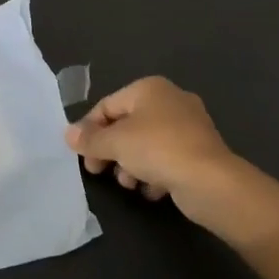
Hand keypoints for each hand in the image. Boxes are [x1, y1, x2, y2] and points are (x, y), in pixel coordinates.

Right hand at [65, 76, 245, 225]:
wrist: (210, 180)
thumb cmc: (157, 149)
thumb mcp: (116, 143)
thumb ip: (90, 139)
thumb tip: (68, 133)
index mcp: (149, 88)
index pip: (108, 105)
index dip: (90, 129)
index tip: (81, 155)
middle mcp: (170, 100)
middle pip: (127, 125)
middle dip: (111, 150)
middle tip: (98, 171)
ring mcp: (188, 125)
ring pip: (146, 144)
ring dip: (131, 165)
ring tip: (129, 183)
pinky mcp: (199, 151)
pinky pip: (167, 158)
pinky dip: (155, 173)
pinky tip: (152, 190)